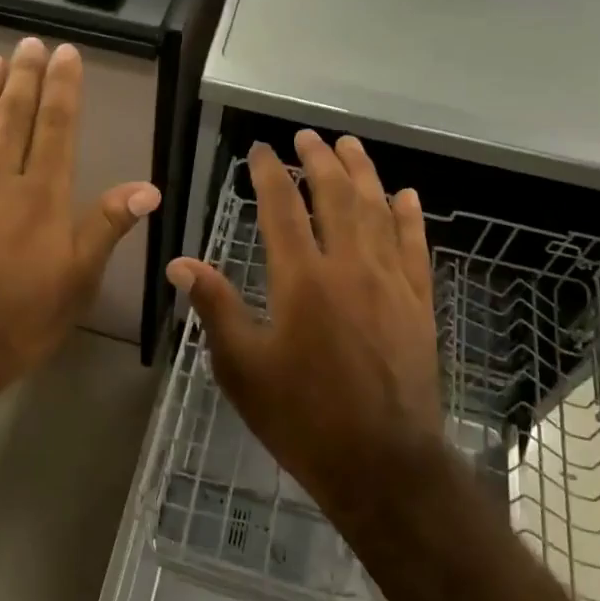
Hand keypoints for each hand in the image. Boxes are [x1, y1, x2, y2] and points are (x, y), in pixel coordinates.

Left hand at [0, 38, 159, 416]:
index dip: (63, 88)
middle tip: (30, 43)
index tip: (66, 54)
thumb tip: (148, 188)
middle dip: (25, 76)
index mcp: (41, 197)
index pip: (56, 128)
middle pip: (14, 117)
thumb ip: (105, 227)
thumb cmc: (18, 322)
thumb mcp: (76, 282)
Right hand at [166, 131, 442, 514]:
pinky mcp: (419, 303)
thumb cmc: (302, 418)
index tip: (260, 150)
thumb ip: (215, 308)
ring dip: (363, 173)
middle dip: (319, 160)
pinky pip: (415, 247)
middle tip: (307, 136)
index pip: (282, 209)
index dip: (269, 173)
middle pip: (335, 197)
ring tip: (350, 145)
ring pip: (377, 211)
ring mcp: (390, 283)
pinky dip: (408, 216)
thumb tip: (180, 263)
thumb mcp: (242, 368)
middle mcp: (348, 268)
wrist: (382, 464)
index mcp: (301, 281)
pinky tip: (405, 194)